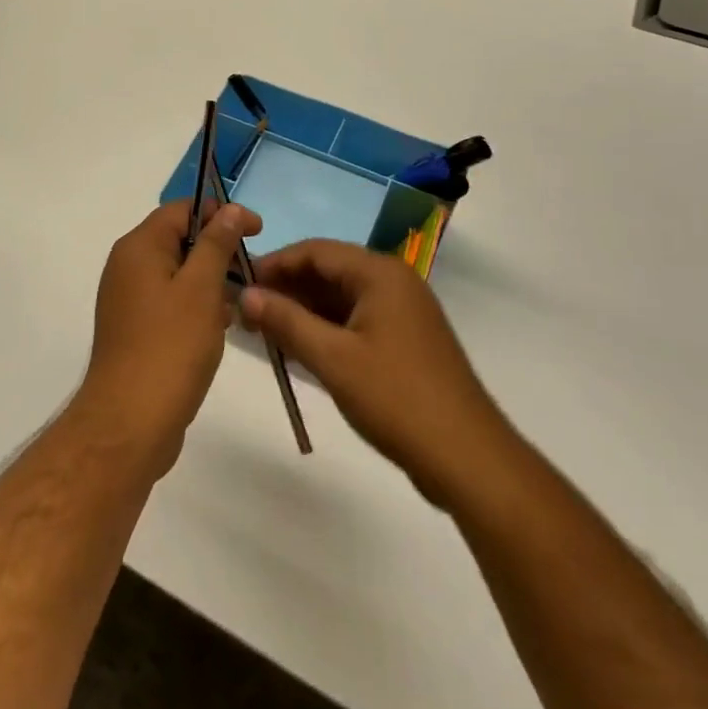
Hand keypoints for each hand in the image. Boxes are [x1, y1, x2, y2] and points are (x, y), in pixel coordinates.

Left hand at [75, 199, 262, 480]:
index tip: (257, 231)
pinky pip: (171, 302)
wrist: (129, 423)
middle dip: (218, 250)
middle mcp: (128, 265)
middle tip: (252, 270)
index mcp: (139, 247)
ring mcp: (129, 299)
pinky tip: (220, 327)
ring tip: (241, 303)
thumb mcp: (201, 289)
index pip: (183, 210)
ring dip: (210, 281)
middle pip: (179, 240)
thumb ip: (216, 244)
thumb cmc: (170, 347)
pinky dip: (196, 305)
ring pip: (177, 273)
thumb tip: (228, 209)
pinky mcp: (135, 329)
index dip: (221, 214)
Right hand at [239, 240, 509, 507]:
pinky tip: (299, 347)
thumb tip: (245, 294)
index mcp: (380, 273)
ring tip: (264, 330)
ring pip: (341, 298)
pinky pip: (355, 320)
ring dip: (304, 310)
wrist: (468, 458)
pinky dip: (326, 329)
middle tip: (246, 311)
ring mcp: (402, 312)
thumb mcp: (333, 359)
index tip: (239, 282)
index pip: (315, 250)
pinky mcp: (405, 340)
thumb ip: (286, 321)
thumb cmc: (397, 398)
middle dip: (287, 288)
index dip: (275, 263)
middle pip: (328, 271)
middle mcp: (393, 282)